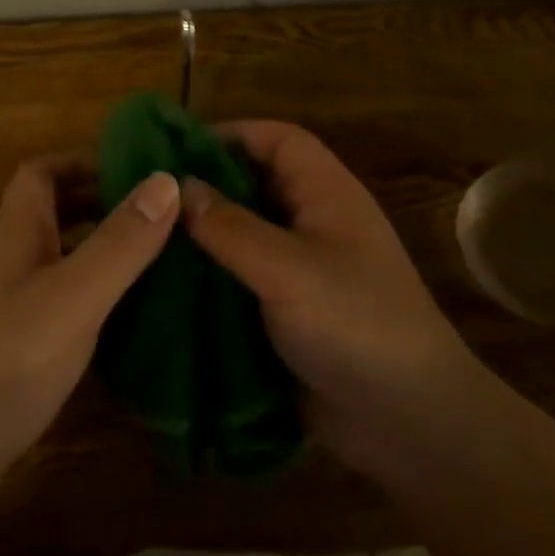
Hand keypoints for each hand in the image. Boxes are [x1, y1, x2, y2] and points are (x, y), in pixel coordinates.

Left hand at [0, 154, 179, 476]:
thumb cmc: (5, 359)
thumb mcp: (74, 295)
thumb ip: (120, 241)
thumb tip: (167, 180)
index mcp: (15, 233)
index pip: (41, 173)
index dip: (83, 161)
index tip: (137, 169)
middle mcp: (8, 261)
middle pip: (53, 213)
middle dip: (103, 204)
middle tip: (163, 215)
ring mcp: (8, 307)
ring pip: (60, 259)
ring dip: (103, 250)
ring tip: (160, 258)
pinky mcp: (15, 349)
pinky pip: (61, 302)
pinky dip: (95, 297)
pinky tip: (129, 317)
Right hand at [181, 121, 482, 478]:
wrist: (407, 421)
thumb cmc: (355, 325)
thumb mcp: (288, 269)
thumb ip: (230, 227)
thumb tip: (178, 187)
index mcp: (328, 195)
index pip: (279, 140)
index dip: (233, 134)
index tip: (176, 149)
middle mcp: (315, 223)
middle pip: (257, 183)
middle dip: (208, 184)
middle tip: (149, 197)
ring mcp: (302, 270)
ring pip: (245, 233)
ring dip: (204, 234)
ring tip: (147, 237)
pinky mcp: (288, 310)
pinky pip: (242, 278)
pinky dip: (210, 276)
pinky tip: (168, 284)